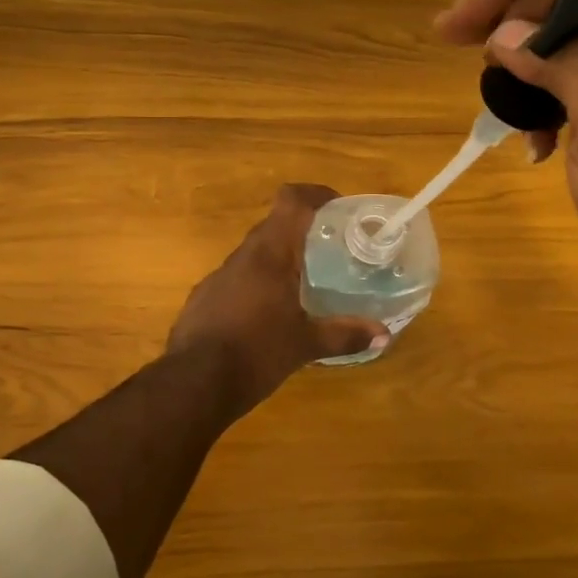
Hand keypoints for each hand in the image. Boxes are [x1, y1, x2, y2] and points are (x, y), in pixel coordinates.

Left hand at [167, 184, 386, 415]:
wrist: (193, 383)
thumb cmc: (256, 353)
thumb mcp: (305, 345)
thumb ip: (345, 335)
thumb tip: (384, 336)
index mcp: (269, 254)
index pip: (290, 200)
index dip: (315, 194)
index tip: (338, 207)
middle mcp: (242, 256)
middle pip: (274, 225)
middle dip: (302, 231)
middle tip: (330, 249)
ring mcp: (218, 276)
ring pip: (254, 253)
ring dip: (278, 258)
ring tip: (303, 282)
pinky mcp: (204, 298)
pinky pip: (237, 278)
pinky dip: (258, 283)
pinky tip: (268, 313)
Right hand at [435, 0, 577, 316]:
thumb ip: (567, 64)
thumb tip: (505, 32)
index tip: (466, 19)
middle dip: (514, 13)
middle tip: (457, 37)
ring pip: (566, 33)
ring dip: (523, 59)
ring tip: (496, 95)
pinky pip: (568, 74)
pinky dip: (538, 97)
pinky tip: (532, 138)